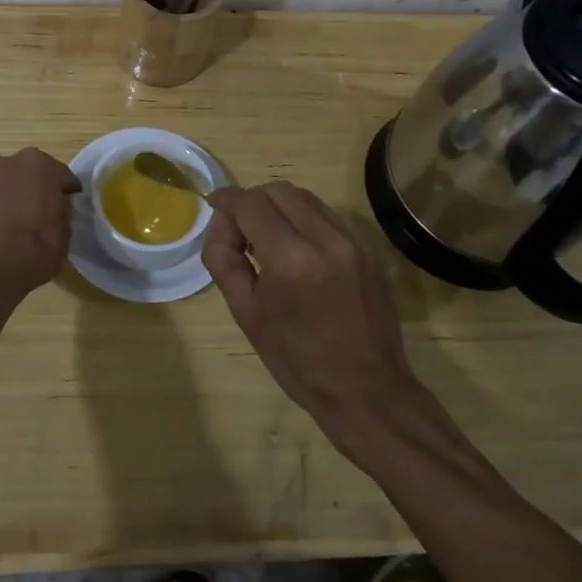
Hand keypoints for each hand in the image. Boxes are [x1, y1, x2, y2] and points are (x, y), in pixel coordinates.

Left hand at [0, 148, 81, 308]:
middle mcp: (11, 162)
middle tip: (46, 211)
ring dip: (17, 195)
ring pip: (10, 183)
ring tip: (22, 221)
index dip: (67, 193)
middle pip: (32, 173)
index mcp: (40, 164)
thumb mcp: (65, 231)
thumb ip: (62, 211)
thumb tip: (57, 207)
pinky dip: (0, 207)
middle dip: (39, 187)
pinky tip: (4, 228)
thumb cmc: (37, 246)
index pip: (62, 176)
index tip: (69, 207)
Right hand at [203, 182, 424, 447]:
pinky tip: (296, 248)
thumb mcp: (246, 314)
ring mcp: (352, 241)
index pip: (250, 204)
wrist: (366, 391)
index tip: (213, 207)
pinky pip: (326, 215)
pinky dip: (303, 219)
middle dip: (252, 201)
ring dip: (278, 206)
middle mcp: (325, 239)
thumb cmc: (298, 361)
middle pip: (278, 191)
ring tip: (267, 238)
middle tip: (239, 230)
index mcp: (291, 260)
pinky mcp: (368, 248)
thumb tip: (221, 225)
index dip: (226, 200)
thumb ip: (224, 260)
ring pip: (304, 198)